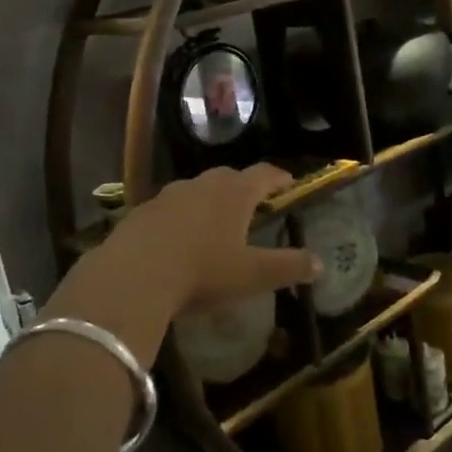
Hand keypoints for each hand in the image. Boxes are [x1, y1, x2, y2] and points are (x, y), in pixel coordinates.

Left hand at [101, 164, 318, 316]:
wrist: (132, 277)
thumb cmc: (202, 272)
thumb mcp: (251, 275)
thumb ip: (287, 267)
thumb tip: (319, 263)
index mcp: (235, 193)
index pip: (264, 174)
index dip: (279, 178)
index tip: (288, 184)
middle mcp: (202, 184)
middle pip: (229, 177)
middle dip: (243, 188)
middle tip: (252, 206)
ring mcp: (168, 195)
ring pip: (196, 190)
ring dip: (209, 201)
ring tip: (214, 224)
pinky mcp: (141, 211)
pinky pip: (169, 208)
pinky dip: (180, 218)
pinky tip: (177, 241)